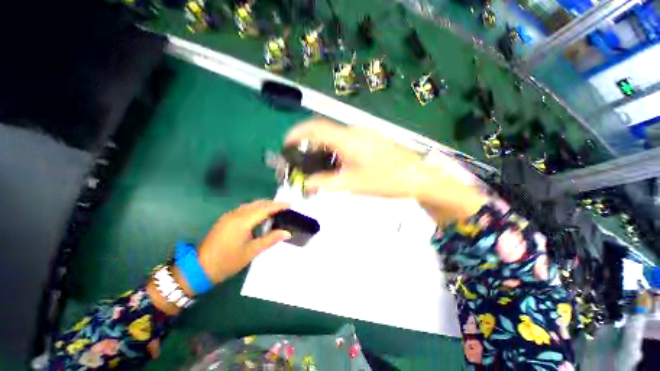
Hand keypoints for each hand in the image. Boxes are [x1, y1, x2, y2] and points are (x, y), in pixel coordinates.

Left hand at [196, 200, 290, 284]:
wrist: (199, 268)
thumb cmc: (228, 261)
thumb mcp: (252, 251)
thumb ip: (271, 239)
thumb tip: (288, 233)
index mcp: (243, 221)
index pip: (265, 209)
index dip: (278, 206)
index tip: (290, 205)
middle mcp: (236, 214)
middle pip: (258, 203)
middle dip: (272, 203)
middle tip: (284, 208)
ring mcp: (229, 215)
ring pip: (251, 205)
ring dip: (263, 205)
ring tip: (275, 211)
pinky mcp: (225, 219)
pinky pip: (244, 209)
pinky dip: (255, 209)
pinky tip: (259, 217)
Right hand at [285, 118, 487, 221]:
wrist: (416, 176)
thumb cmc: (385, 179)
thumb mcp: (353, 184)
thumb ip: (326, 182)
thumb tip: (307, 182)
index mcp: (347, 139)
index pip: (315, 128)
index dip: (297, 133)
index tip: (286, 143)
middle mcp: (354, 131)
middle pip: (323, 131)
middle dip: (309, 143)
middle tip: (303, 160)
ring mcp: (364, 134)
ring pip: (335, 137)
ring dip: (323, 148)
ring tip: (319, 165)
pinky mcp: (370, 139)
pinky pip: (345, 140)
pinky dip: (335, 150)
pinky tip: (338, 164)